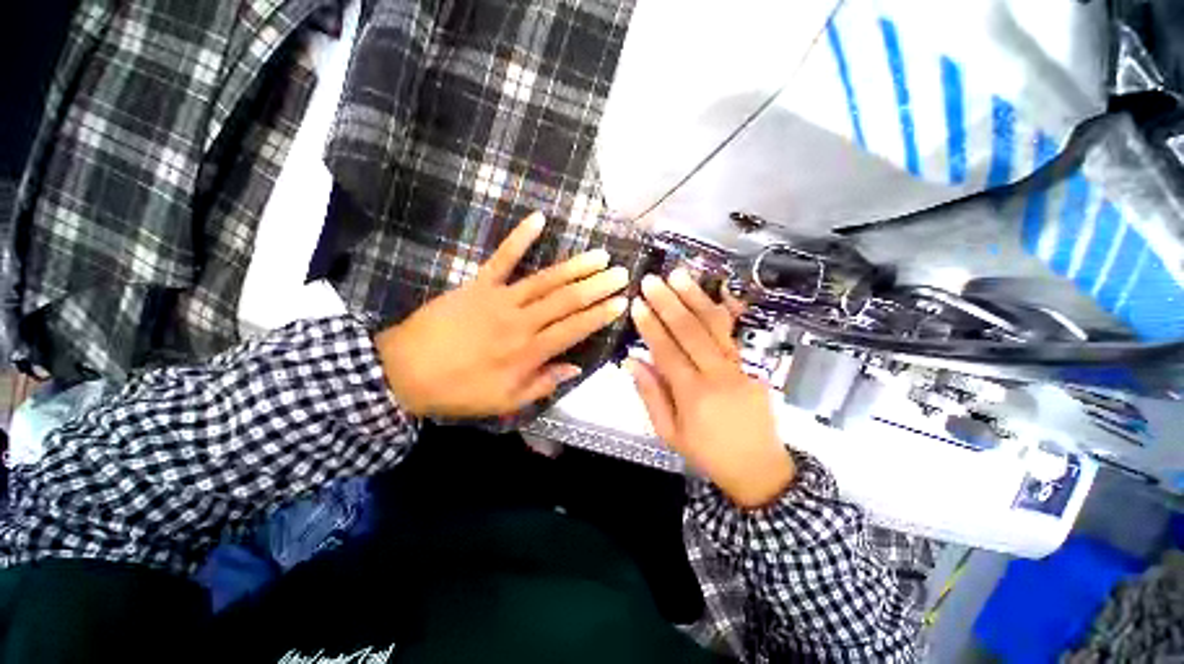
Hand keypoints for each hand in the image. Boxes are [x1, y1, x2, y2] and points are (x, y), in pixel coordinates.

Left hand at [375, 212, 628, 417]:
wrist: (404, 371)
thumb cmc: (458, 390)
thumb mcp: (504, 401)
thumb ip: (543, 384)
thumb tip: (576, 367)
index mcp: (528, 352)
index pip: (574, 329)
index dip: (600, 315)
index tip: (622, 303)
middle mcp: (521, 321)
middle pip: (567, 300)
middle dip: (598, 286)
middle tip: (622, 274)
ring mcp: (500, 298)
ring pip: (546, 280)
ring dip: (576, 266)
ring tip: (600, 255)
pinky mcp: (479, 283)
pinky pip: (502, 257)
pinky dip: (520, 237)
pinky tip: (539, 219)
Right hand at [625, 269, 794, 508]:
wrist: (758, 468)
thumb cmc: (706, 452)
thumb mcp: (669, 433)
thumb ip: (650, 394)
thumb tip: (632, 361)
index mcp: (693, 396)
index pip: (667, 352)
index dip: (651, 326)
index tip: (637, 304)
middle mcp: (718, 375)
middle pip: (691, 331)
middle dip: (669, 302)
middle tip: (652, 280)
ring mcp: (739, 367)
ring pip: (715, 326)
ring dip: (695, 297)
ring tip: (679, 275)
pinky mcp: (752, 365)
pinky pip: (733, 333)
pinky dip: (721, 310)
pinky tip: (713, 290)